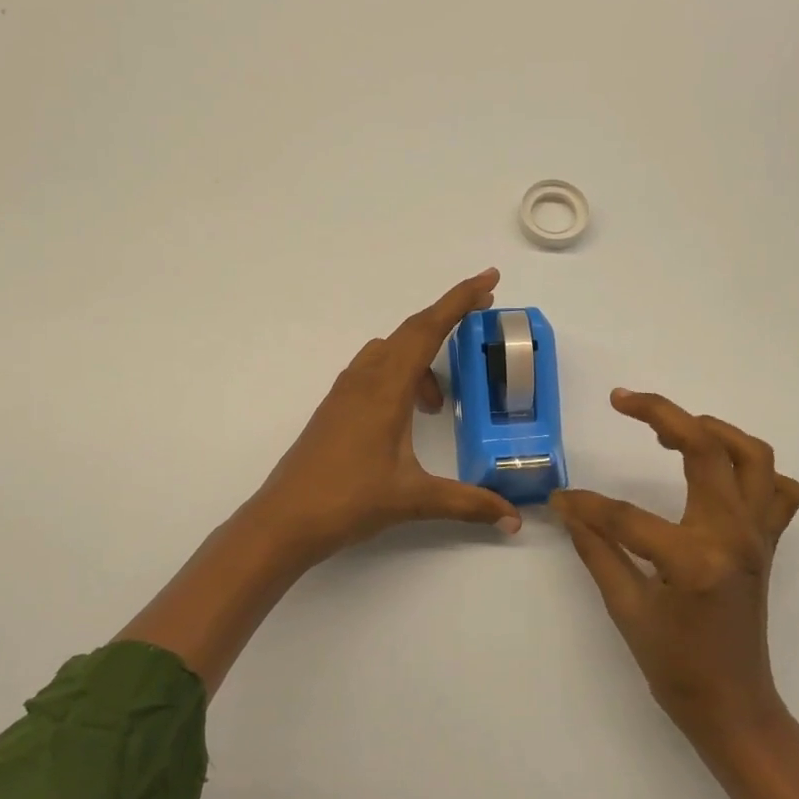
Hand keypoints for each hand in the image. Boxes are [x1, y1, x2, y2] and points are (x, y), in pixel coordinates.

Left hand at [250, 269, 522, 562]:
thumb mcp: (414, 499)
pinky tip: (407, 414)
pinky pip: (374, 371)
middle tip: (482, 313)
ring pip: (390, 352)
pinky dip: (399, 375)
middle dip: (448, 318)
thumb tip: (513, 518)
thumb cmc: (348, 501)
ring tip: (438, 404)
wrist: (284, 520)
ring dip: (421, 359)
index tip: (489, 279)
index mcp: (386, 389)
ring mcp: (345, 392)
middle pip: (411, 331)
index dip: (460, 301)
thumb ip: (468, 503)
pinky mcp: (335, 408)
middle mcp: (364, 380)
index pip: (428, 330)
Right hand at [552, 390, 798, 744]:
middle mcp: (735, 535)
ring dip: (713, 429)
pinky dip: (753, 469)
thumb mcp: (626, 609)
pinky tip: (719, 472)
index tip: (560, 499)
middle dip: (662, 414)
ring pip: (752, 456)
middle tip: (623, 400)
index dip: (587, 505)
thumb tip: (566, 508)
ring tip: (672, 426)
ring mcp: (758, 535)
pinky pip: (776, 490)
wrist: (734, 706)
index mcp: (695, 557)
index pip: (626, 514)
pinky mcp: (768, 542)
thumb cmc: (675, 666)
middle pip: (706, 448)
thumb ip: (597, 549)